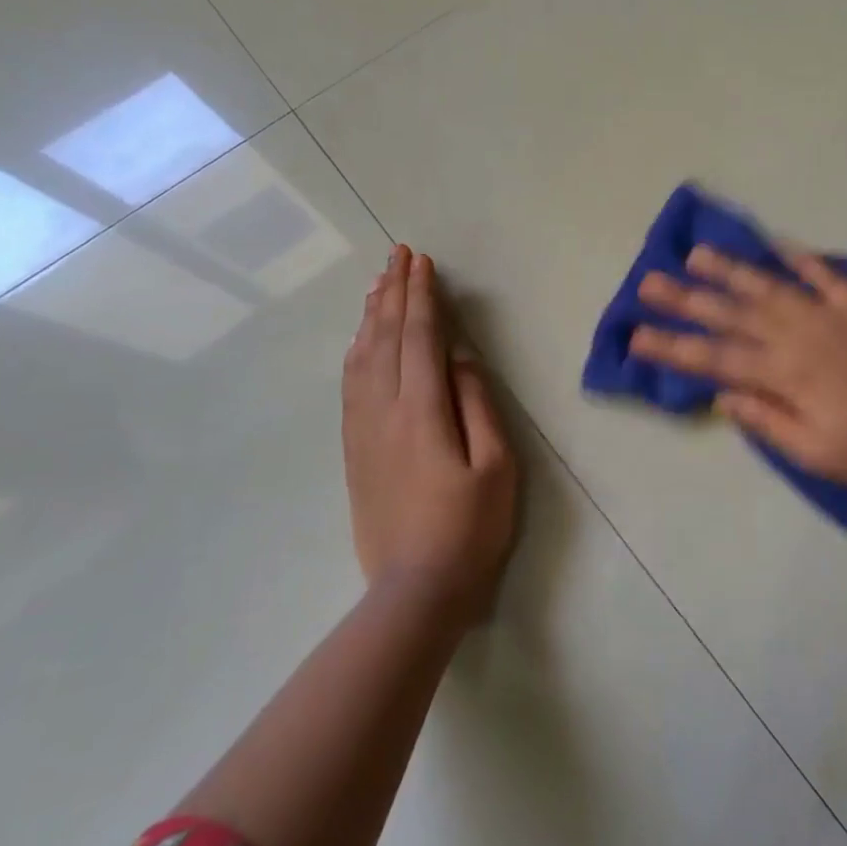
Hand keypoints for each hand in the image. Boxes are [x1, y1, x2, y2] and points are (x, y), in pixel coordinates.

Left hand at [343, 245, 517, 623]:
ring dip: (372, 316)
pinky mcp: (354, 449)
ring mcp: (363, 430)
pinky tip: (360, 339)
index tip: (422, 262)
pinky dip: (356, 351)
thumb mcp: (496, 465)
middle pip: (385, 338)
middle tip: (399, 255)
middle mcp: (384, 411)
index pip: (419, 337)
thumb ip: (476, 404)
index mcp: (422, 411)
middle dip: (394, 293)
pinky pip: (350, 385)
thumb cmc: (470, 527)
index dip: (422, 296)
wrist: (415, 590)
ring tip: (380, 284)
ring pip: (362, 358)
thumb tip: (460, 357)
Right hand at [630, 245, 846, 499]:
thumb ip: (767, 421)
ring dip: (732, 270)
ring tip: (697, 254)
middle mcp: (800, 338)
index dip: (672, 348)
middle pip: (733, 315)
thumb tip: (723, 394)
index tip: (635, 336)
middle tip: (649, 281)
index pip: (715, 359)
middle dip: (687, 299)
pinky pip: (827, 277)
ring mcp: (832, 317)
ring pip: (771, 288)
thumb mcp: (817, 455)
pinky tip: (778, 244)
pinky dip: (802, 259)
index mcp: (786, 376)